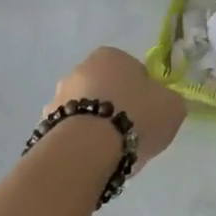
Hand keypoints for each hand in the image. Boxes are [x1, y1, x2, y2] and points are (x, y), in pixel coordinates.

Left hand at [49, 46, 185, 171]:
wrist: (87, 150)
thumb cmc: (135, 116)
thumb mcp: (172, 106)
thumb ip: (169, 101)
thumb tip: (163, 103)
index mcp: (110, 55)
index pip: (132, 70)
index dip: (143, 93)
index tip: (147, 113)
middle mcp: (80, 69)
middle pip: (105, 89)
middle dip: (115, 107)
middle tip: (130, 132)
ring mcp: (58, 97)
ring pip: (84, 111)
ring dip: (94, 125)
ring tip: (110, 153)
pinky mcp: (44, 126)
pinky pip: (70, 133)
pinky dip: (79, 144)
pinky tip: (91, 160)